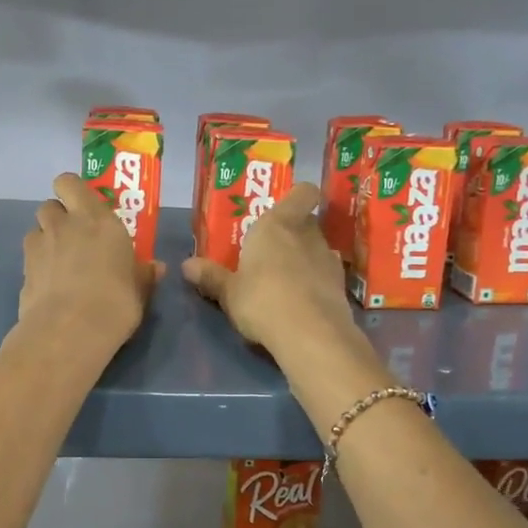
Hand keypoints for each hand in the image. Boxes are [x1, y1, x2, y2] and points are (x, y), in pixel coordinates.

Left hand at [18, 173, 163, 354]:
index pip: (71, 183)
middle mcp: (65, 224)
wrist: (69, 331)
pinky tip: (50, 284)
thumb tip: (155, 267)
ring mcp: (39, 246)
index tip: (85, 207)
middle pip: (50, 204)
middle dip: (59, 216)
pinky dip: (37, 264)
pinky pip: (29, 257)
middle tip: (75, 236)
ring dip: (45, 238)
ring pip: (36, 228)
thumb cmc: (115, 303)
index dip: (73, 191)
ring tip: (60, 261)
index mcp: (97, 219)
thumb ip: (144, 274)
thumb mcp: (139, 290)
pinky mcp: (23, 270)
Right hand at [182, 182, 358, 362]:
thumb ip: (211, 277)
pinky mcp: (341, 287)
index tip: (283, 209)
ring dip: (304, 259)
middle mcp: (307, 234)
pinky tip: (301, 302)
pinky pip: (325, 276)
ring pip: (317, 249)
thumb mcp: (228, 292)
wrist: (311, 335)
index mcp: (277, 224)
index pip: (303, 192)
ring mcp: (328, 260)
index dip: (298, 196)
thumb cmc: (262, 300)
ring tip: (284, 279)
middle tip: (270, 250)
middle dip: (292, 233)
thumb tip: (187, 265)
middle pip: (306, 222)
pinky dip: (316, 283)